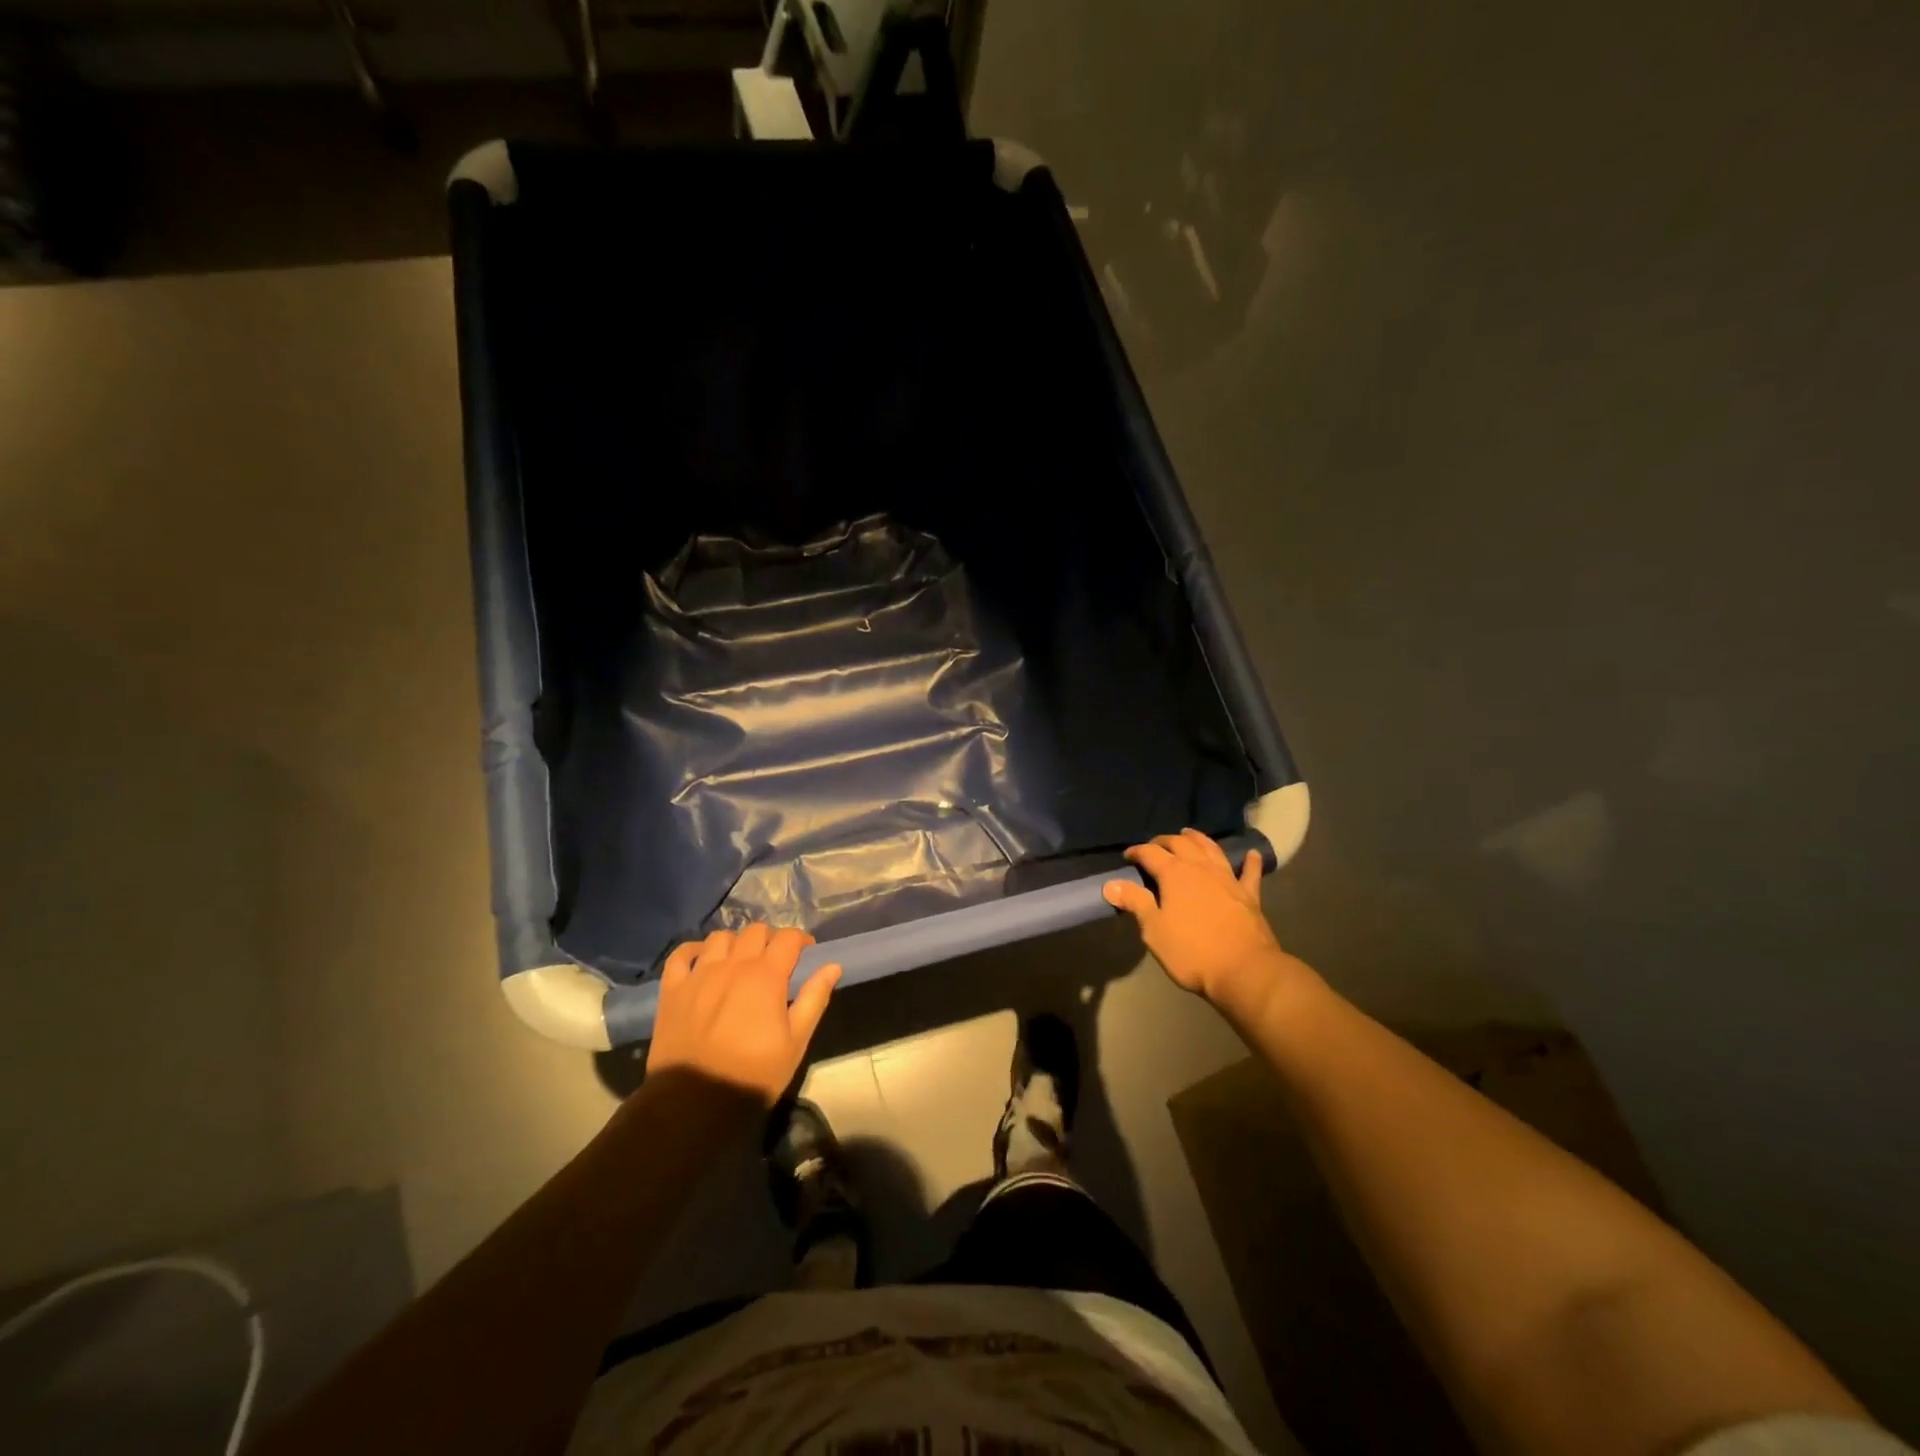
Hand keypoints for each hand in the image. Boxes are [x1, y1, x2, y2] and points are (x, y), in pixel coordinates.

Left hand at [644, 924, 841, 1107]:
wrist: (695, 1102)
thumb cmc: (753, 1073)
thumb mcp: (795, 1041)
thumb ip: (814, 998)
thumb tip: (832, 966)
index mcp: (766, 975)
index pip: (788, 938)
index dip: (801, 940)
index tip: (806, 953)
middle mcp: (733, 964)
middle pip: (755, 931)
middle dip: (770, 939)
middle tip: (775, 960)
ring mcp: (699, 974)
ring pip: (720, 937)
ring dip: (735, 943)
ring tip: (739, 961)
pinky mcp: (672, 989)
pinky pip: (681, 954)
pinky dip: (694, 951)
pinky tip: (702, 961)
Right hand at [1103, 829, 1294, 1015]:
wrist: (1244, 970)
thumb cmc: (1192, 951)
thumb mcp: (1154, 930)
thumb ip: (1135, 902)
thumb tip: (1111, 884)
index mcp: (1174, 874)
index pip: (1150, 853)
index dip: (1137, 852)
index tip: (1127, 857)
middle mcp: (1201, 868)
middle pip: (1180, 843)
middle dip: (1164, 841)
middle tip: (1154, 846)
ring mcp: (1228, 878)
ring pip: (1211, 849)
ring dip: (1198, 839)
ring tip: (1188, 834)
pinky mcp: (1249, 895)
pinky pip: (1250, 872)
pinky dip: (1250, 862)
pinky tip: (1252, 855)